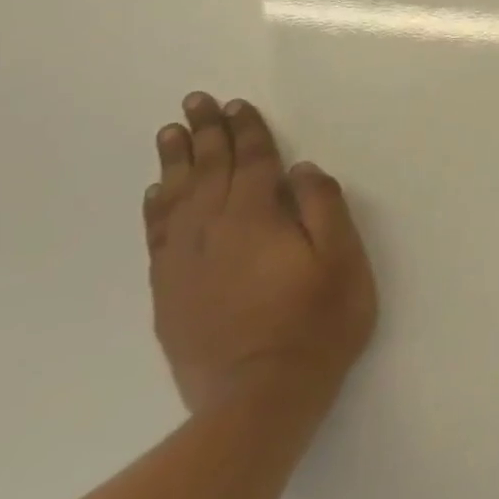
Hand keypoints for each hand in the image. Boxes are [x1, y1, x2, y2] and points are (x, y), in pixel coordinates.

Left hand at [145, 92, 377, 414]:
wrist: (258, 397)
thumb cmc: (317, 323)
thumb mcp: (342, 261)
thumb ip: (323, 208)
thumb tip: (302, 170)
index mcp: (258, 219)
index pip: (252, 162)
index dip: (247, 131)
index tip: (237, 104)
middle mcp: (214, 230)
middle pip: (209, 171)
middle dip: (205, 133)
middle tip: (195, 101)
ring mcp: (186, 262)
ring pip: (177, 198)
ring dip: (176, 162)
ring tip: (171, 132)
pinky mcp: (170, 291)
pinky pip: (158, 235)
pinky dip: (156, 207)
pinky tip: (156, 193)